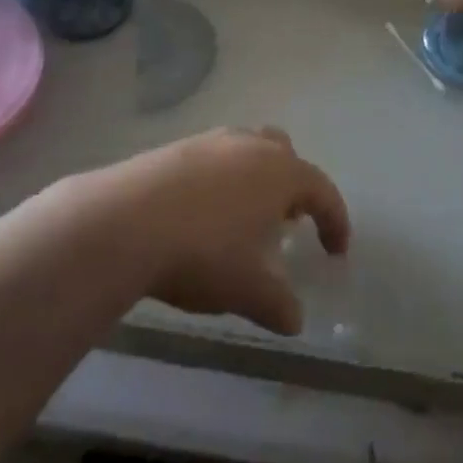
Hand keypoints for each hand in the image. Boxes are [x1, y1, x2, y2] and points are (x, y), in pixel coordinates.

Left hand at [93, 127, 349, 335]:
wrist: (125, 222)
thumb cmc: (202, 253)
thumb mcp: (247, 290)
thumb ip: (278, 304)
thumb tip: (295, 320)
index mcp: (281, 173)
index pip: (322, 190)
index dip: (335, 220)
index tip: (337, 250)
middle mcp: (252, 147)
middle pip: (286, 154)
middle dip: (293, 186)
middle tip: (287, 221)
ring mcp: (212, 142)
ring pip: (248, 150)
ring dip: (255, 179)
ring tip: (243, 217)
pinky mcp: (176, 147)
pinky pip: (213, 159)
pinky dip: (220, 181)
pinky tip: (201, 213)